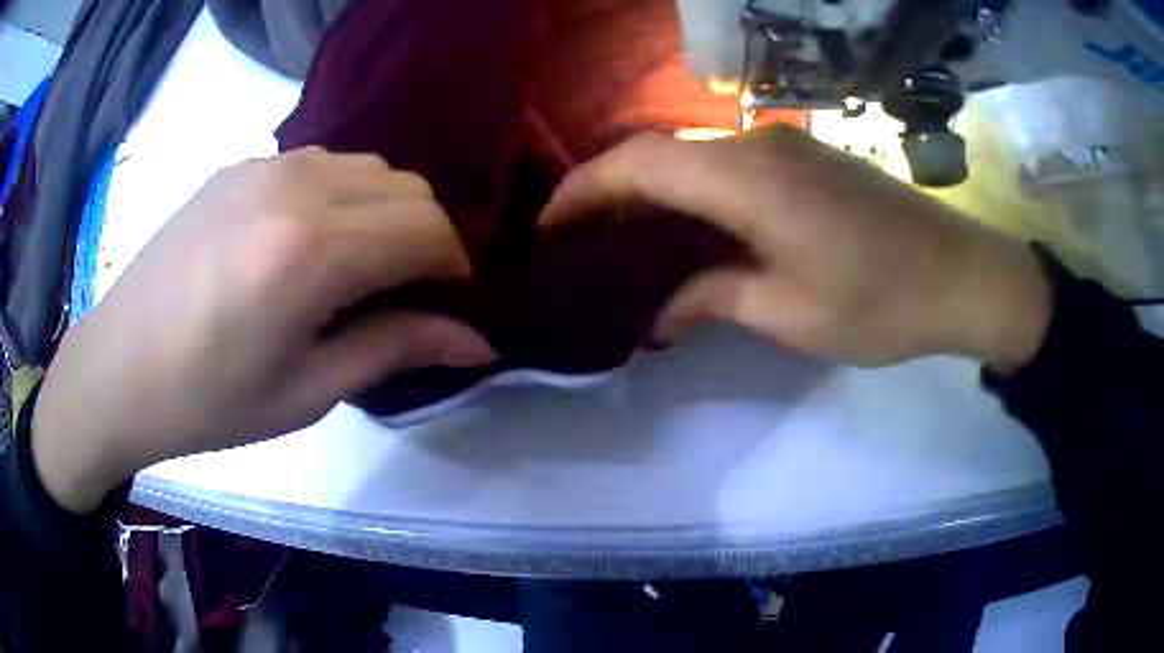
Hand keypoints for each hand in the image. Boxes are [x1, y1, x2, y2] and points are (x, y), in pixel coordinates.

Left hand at [33, 147, 495, 512]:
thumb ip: (395, 348)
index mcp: (310, 251)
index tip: (447, 303)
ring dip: (384, 211)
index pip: (428, 229)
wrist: (118, 368)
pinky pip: (319, 163)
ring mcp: (263, 165)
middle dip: (427, 236)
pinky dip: (341, 195)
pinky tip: (306, 241)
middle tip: (405, 291)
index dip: (454, 266)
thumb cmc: (208, 401)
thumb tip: (478, 341)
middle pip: (407, 187)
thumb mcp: (306, 391)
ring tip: (355, 266)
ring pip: (367, 166)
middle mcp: (295, 186)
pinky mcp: (238, 165)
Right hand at [541, 127, 1051, 370]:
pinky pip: (726, 166)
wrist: (964, 275)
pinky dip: (690, 195)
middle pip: (659, 153)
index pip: (639, 163)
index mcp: (750, 179)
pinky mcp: (804, 159)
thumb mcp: (790, 313)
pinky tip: (685, 233)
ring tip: (620, 246)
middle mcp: (758, 145)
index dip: (583, 191)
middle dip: (607, 194)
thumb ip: (711, 298)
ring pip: (691, 157)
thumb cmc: (884, 302)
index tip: (548, 231)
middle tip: (576, 246)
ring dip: (649, 195)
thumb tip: (652, 312)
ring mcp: (784, 147)